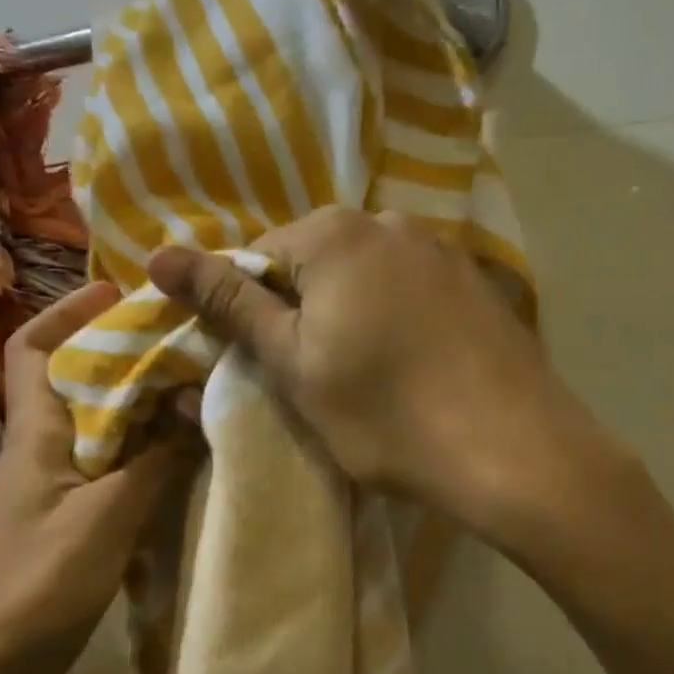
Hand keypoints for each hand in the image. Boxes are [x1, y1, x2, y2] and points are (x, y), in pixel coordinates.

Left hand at [0, 283, 198, 673]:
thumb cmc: (36, 586)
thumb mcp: (105, 518)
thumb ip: (154, 461)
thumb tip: (194, 407)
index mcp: (36, 433)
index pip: (34, 348)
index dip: (68, 312)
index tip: (118, 292)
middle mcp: (45, 448)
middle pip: (79, 379)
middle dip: (126, 353)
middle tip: (184, 339)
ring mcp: (59, 486)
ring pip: (104, 424)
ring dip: (144, 403)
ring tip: (196, 387)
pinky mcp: (76, 520)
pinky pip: (116, 466)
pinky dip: (149, 452)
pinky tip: (186, 454)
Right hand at [148, 207, 600, 532]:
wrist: (515, 450)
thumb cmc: (386, 413)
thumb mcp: (294, 363)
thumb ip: (230, 303)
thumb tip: (158, 256)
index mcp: (336, 233)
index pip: (260, 255)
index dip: (251, 310)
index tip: (266, 362)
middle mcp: (392, 223)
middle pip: (317, 261)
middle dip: (303, 310)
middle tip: (314, 376)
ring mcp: (444, 251)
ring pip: (367, 277)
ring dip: (351, 315)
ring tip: (368, 377)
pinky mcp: (478, 284)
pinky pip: (413, 291)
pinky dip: (398, 320)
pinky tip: (416, 367)